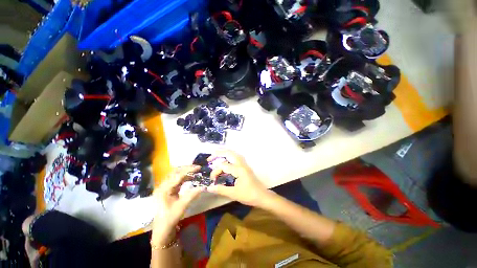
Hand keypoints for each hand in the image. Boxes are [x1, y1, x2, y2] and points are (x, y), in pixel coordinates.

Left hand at [152, 165, 203, 243]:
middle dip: (186, 168)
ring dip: (186, 172)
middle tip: (197, 167)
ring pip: (176, 175)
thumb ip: (192, 195)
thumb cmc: (170, 218)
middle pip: (175, 172)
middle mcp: (162, 186)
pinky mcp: (168, 189)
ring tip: (195, 171)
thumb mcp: (181, 207)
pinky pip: (177, 179)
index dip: (188, 170)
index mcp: (163, 189)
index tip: (198, 167)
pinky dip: (184, 177)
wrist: (162, 229)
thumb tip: (204, 186)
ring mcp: (165, 187)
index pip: (177, 175)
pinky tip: (191, 177)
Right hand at [207, 150, 270, 206]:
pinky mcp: (245, 166)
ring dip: (225, 153)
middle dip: (219, 153)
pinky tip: (227, 159)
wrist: (262, 196)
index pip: (224, 166)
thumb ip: (221, 190)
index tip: (212, 180)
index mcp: (239, 170)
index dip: (215, 172)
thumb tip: (208, 188)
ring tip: (217, 154)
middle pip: (230, 153)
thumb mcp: (234, 194)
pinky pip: (237, 157)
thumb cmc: (249, 195)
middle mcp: (242, 164)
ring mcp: (244, 164)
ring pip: (234, 154)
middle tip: (210, 158)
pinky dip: (230, 156)